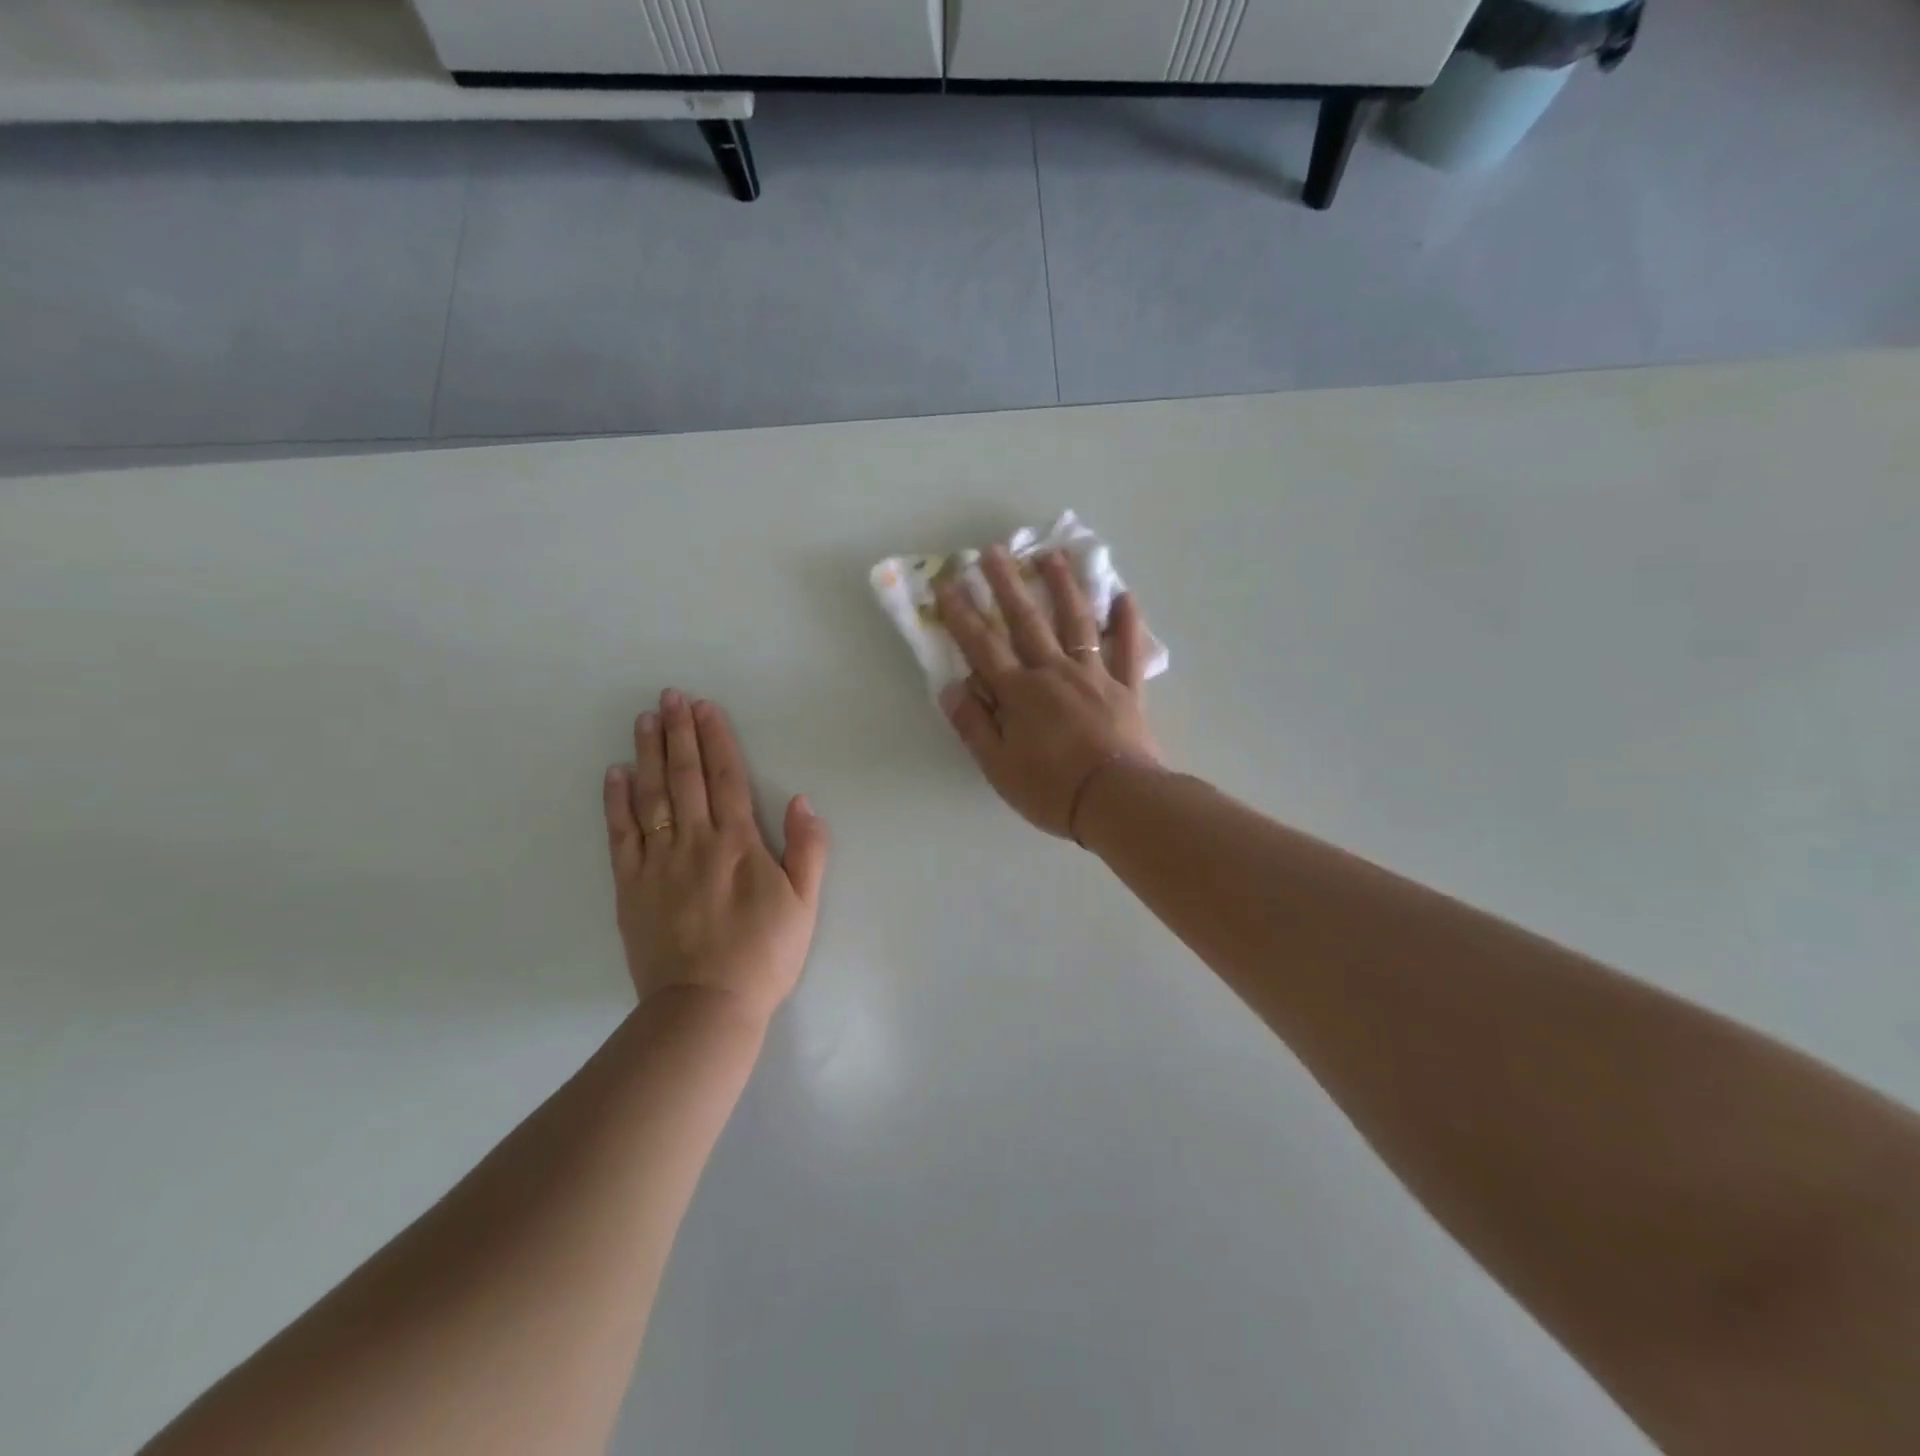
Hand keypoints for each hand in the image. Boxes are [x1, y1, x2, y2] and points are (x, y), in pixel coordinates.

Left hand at [603, 691, 828, 1022]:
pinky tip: (615, 774)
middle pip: (686, 777)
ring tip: (644, 720)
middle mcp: (695, 842)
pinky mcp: (630, 887)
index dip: (716, 739)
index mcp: (738, 843)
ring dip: (648, 754)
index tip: (705, 707)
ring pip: (651, 796)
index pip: (726, 778)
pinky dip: (616, 801)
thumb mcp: (805, 904)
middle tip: (669, 696)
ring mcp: (657, 862)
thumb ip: (807, 849)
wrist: (706, 1006)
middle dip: (679, 733)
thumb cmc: (764, 954)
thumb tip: (800, 800)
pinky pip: (620, 835)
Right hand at [935, 545, 1160, 837]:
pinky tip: (1123, 596)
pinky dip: (1127, 622)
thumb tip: (951, 686)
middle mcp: (1055, 673)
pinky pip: (1128, 649)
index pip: (983, 646)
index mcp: (1020, 693)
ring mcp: (1095, 676)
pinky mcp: (1127, 689)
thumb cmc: (1051, 789)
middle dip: (1007, 584)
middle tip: (994, 551)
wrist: (1117, 801)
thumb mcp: (997, 765)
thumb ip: (973, 724)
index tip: (948, 583)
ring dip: (1062, 586)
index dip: (962, 614)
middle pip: (1027, 622)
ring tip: (1052, 555)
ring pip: (1076, 623)